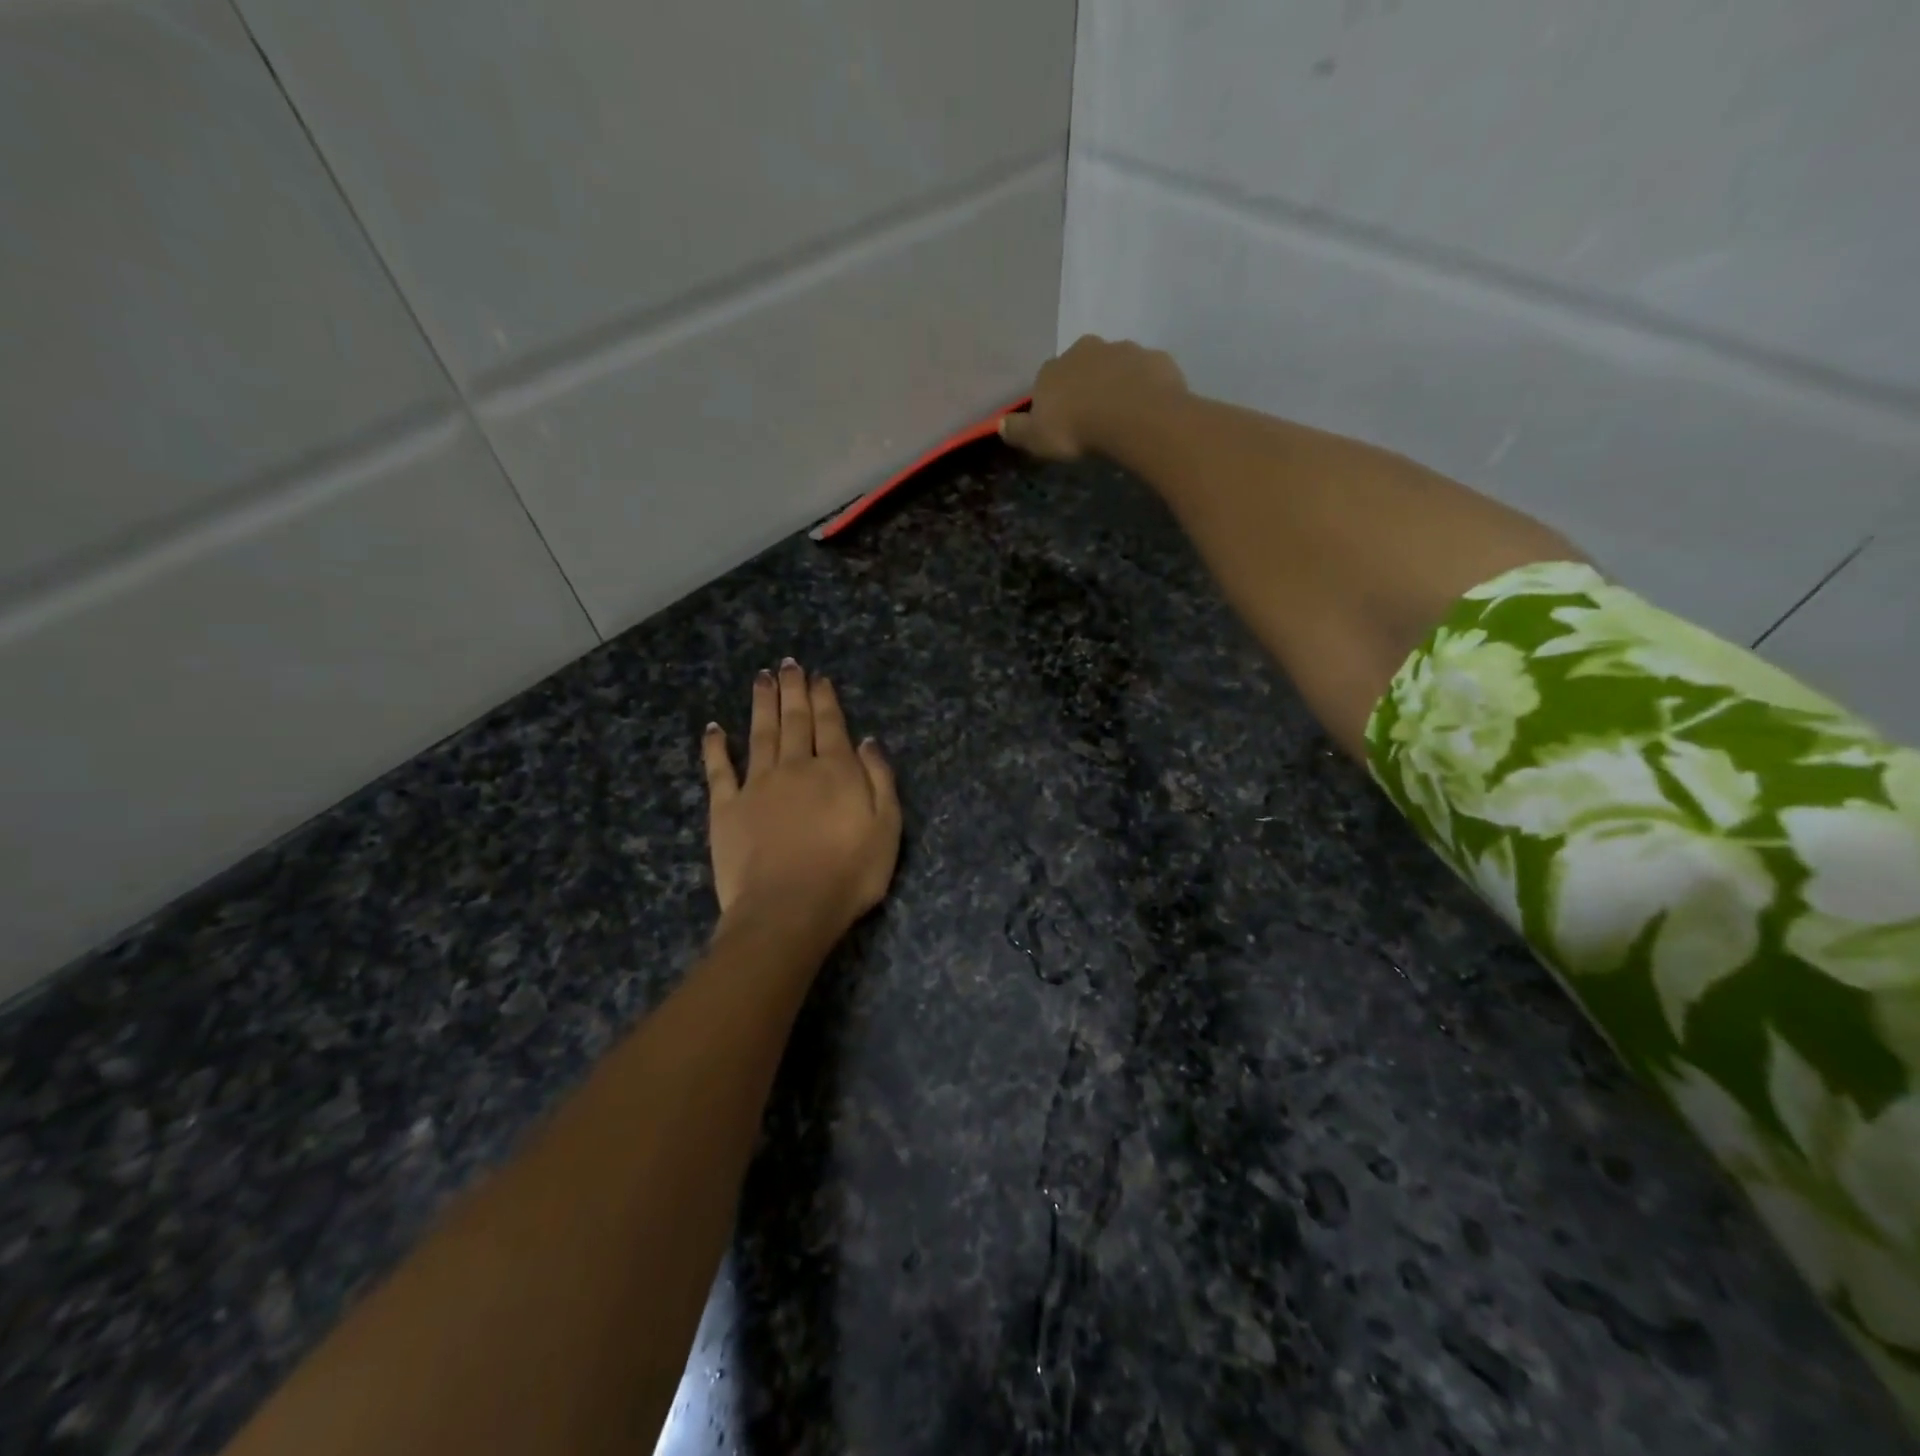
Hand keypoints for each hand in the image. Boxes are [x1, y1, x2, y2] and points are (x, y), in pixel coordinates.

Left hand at [702, 660, 901, 936]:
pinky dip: (716, 747)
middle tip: (788, 664)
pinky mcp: (726, 808)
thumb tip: (867, 741)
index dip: (825, 699)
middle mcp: (795, 767)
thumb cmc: (848, 874)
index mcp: (835, 771)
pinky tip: (714, 728)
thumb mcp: (887, 829)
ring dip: (761, 704)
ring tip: (762, 678)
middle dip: (793, 691)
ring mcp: (757, 785)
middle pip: (794, 721)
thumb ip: (880, 780)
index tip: (819, 678)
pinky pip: (719, 770)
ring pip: (760, 733)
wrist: (788, 909)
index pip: (831, 725)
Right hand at [998, 335, 1187, 461]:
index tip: (1061, 422)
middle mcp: (1086, 349)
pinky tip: (1148, 409)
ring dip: (1117, 383)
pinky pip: (1147, 373)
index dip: (1054, 400)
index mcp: (1054, 368)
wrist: (1133, 416)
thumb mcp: (1037, 439)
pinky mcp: (1156, 358)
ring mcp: (1124, 349)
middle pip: (1082, 365)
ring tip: (1123, 415)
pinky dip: (1146, 387)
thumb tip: (1000, 423)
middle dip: (1086, 384)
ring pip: (1117, 365)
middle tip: (1093, 415)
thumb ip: (1017, 430)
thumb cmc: (1077, 428)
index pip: (1047, 380)